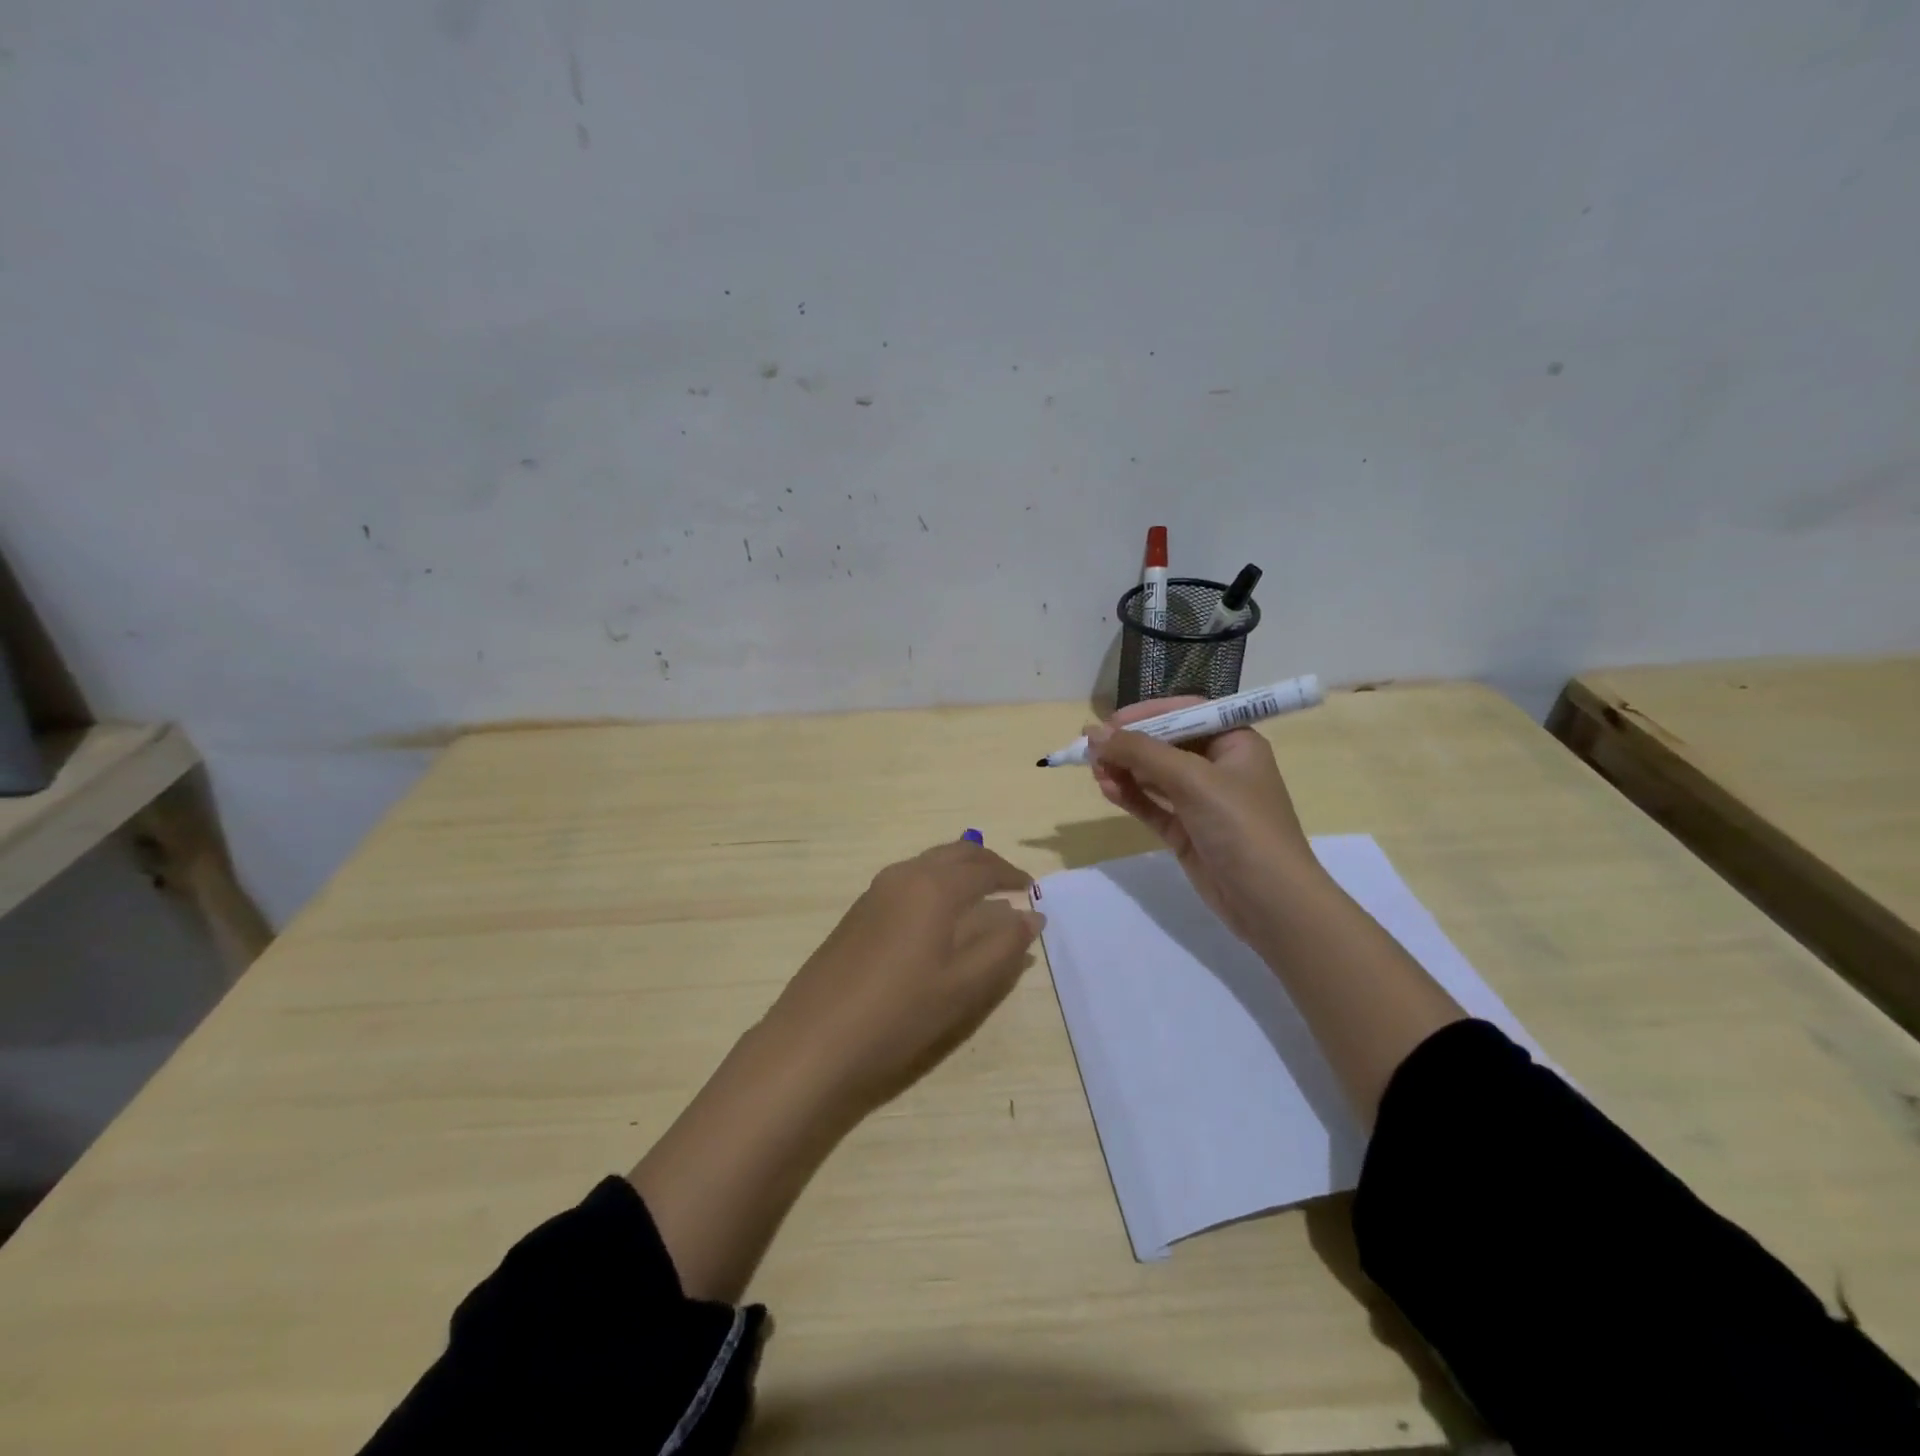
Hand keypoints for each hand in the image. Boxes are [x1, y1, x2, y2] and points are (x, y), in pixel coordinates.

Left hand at [759, 840, 1042, 1118]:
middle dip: (987, 864)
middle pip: (955, 854)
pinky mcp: (859, 910)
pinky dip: (935, 885)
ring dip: (959, 872)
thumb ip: (1003, 946)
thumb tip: (1031, 915)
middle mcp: (904, 876)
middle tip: (1011, 886)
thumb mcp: (964, 986)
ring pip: (929, 864)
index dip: (1012, 876)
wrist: (815, 1040)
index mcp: (934, 887)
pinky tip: (939, 918)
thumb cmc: (899, 1013)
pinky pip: (909, 880)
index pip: (984, 867)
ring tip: (981, 900)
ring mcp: (876, 891)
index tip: (1033, 891)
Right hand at [1088, 697, 1320, 944]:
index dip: (1147, 714)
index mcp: (1235, 742)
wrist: (1270, 901)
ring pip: (1154, 775)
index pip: (1186, 713)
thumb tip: (1094, 732)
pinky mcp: (1186, 831)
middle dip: (1129, 744)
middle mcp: (1219, 766)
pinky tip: (1107, 789)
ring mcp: (1201, 801)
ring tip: (1093, 770)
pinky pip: (1152, 804)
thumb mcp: (1193, 780)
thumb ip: (1141, 752)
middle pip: (1166, 743)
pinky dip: (1129, 795)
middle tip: (1091, 749)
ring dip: (1125, 770)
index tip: (1110, 721)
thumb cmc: (1241, 826)